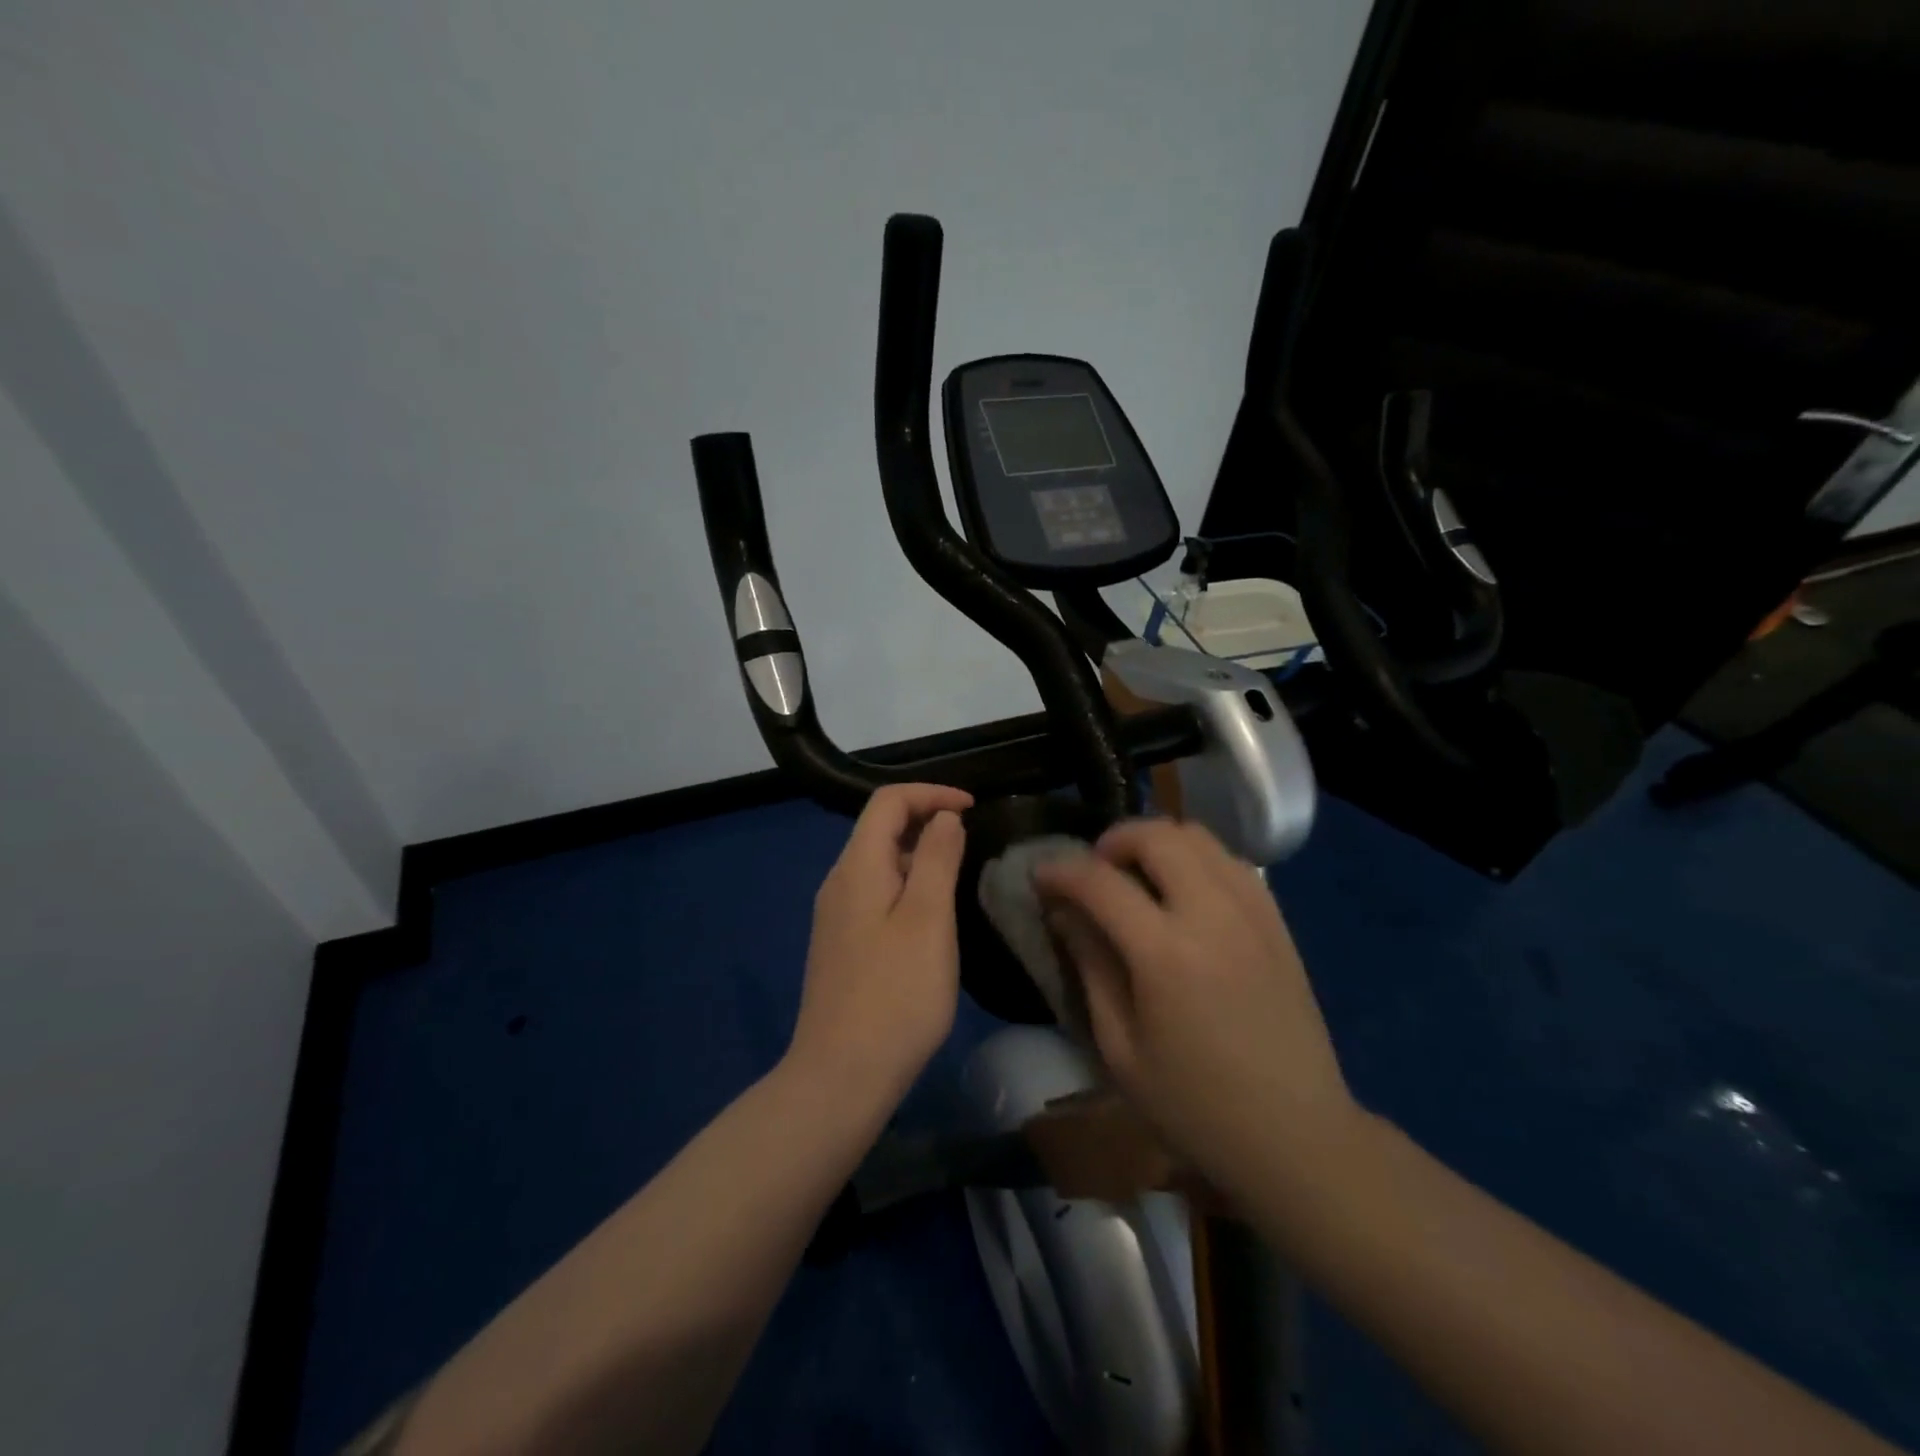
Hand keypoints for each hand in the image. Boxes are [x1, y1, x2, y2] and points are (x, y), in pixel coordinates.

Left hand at [786, 783, 971, 1110]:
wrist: (840, 1077)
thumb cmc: (895, 995)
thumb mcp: (928, 920)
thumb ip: (937, 859)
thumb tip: (944, 817)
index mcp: (856, 867)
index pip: (888, 801)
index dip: (931, 793)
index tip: (973, 808)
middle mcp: (839, 882)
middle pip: (880, 828)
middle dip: (927, 820)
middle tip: (973, 841)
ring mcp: (836, 915)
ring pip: (880, 862)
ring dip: (920, 855)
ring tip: (960, 874)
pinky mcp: (842, 944)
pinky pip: (876, 893)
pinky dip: (908, 885)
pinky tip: (932, 916)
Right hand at [1034, 819, 1360, 1200]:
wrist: (1297, 1136)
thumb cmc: (1195, 1106)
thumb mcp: (1121, 1049)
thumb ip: (1091, 967)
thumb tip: (1064, 912)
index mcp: (1166, 954)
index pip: (1100, 882)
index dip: (1061, 871)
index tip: (1039, 876)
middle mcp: (1212, 915)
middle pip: (1156, 836)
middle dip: (1112, 841)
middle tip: (1093, 873)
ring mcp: (1253, 912)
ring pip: (1198, 836)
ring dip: (1155, 843)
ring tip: (1135, 877)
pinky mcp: (1277, 922)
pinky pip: (1230, 861)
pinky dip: (1195, 859)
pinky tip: (1182, 895)